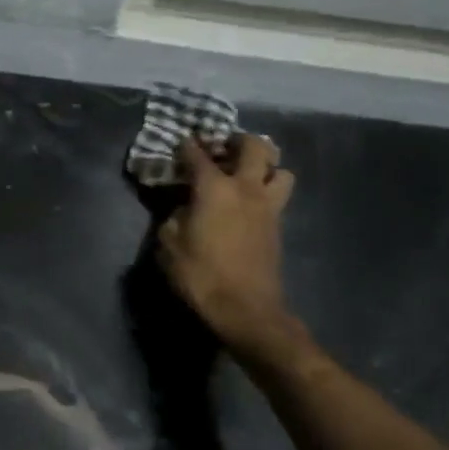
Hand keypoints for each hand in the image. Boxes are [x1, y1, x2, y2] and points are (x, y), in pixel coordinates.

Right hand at [156, 135, 300, 361]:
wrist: (246, 310)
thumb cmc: (200, 275)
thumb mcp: (168, 244)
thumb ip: (173, 217)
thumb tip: (182, 207)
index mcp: (214, 188)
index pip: (197, 155)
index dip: (187, 146)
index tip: (180, 143)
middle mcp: (246, 188)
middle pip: (255, 146)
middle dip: (238, 140)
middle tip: (222, 147)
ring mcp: (268, 206)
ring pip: (280, 169)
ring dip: (265, 165)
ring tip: (246, 174)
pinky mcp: (277, 226)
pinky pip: (278, 195)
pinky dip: (267, 189)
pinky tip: (248, 202)